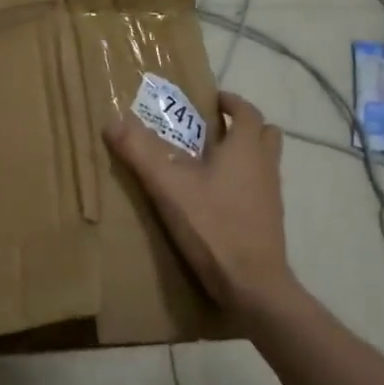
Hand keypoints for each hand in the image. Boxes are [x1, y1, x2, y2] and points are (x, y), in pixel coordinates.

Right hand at [103, 91, 297, 316]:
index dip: (231, 102)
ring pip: (263, 162)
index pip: (247, 112)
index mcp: (246, 149)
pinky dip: (242, 181)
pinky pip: (258, 187)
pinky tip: (213, 198)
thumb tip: (112, 121)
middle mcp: (265, 166)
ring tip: (207, 162)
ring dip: (242, 154)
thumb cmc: (213, 226)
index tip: (211, 100)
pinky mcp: (268, 220)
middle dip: (240, 126)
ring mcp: (271, 195)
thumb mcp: (168, 186)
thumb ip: (141, 152)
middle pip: (264, 134)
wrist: (252, 284)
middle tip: (210, 129)